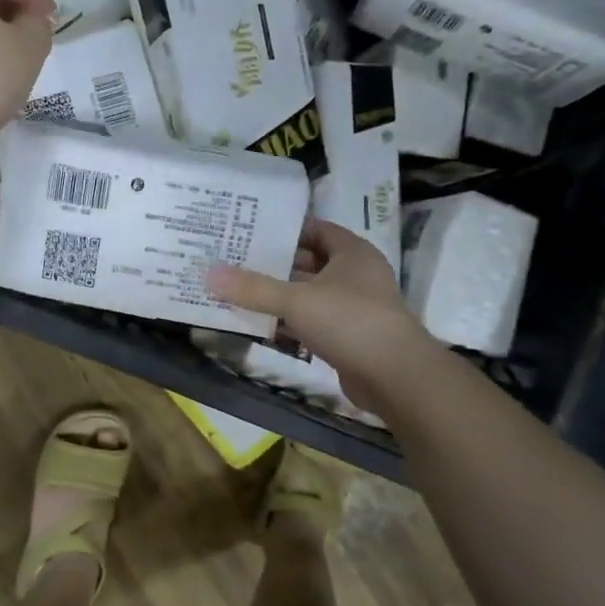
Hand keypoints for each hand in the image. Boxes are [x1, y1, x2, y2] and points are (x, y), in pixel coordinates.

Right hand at [208, 219, 432, 404]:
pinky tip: (261, 326)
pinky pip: (313, 322)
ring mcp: (355, 308)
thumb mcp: (296, 300)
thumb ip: (253, 289)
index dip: (285, 229)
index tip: (250, 230)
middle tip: (236, 261)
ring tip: (239, 291)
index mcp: (352, 253)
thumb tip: (209, 275)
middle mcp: (356, 275)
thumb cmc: (349, 321)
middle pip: (309, 263)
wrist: (395, 376)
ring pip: (310, 295)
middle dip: (275, 264)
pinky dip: (290, 323)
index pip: (315, 229)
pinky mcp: (349, 337)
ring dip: (280, 296)